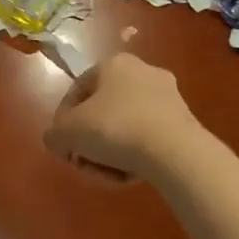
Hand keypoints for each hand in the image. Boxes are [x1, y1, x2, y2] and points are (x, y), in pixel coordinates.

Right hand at [45, 53, 199, 179]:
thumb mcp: (68, 132)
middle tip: (84, 161)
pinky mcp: (184, 121)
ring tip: (106, 174)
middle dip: (90, 140)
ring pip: (125, 126)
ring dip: (111, 151)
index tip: (63, 144)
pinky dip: (135, 155)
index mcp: (113, 64)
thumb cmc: (115, 128)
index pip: (77, 90)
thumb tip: (57, 140)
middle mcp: (142, 72)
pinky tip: (129, 175)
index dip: (63, 119)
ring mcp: (167, 96)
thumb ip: (54, 134)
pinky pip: (148, 138)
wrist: (175, 151)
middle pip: (103, 111)